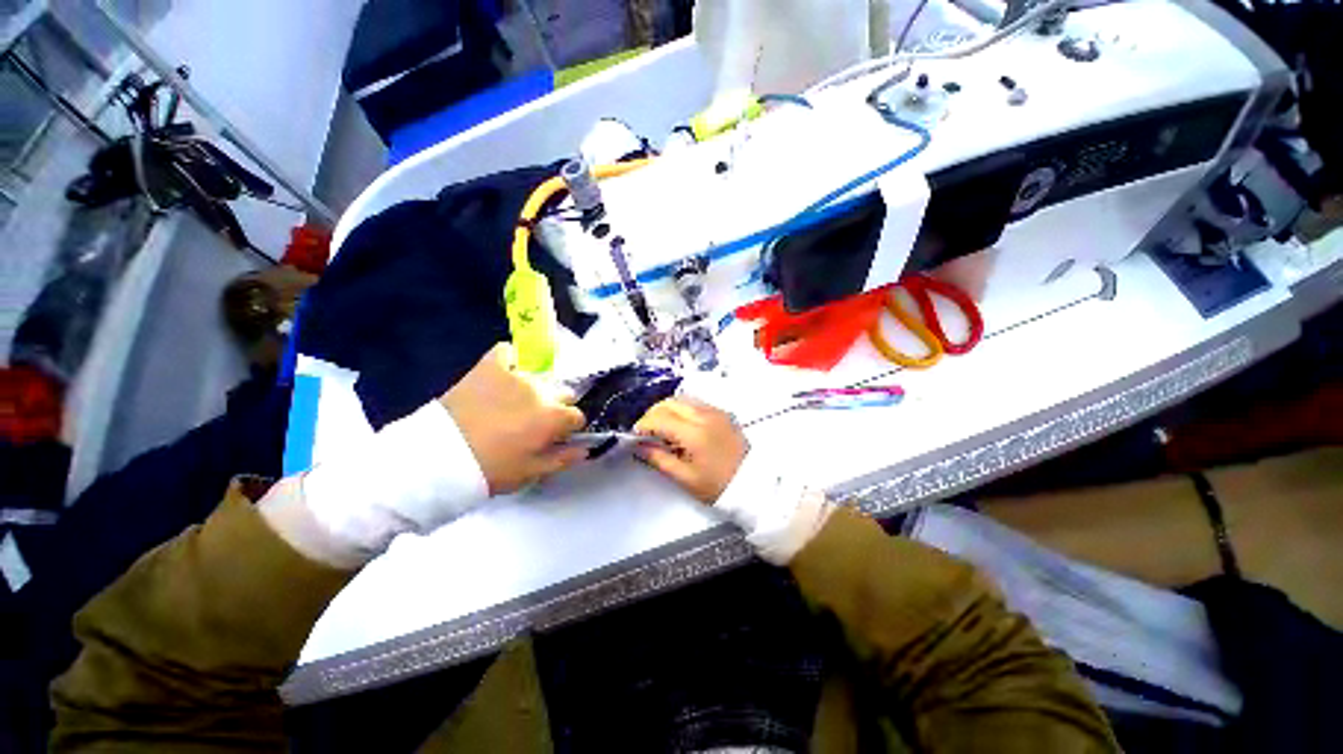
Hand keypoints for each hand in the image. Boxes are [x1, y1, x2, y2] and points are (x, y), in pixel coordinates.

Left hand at [440, 343, 586, 494]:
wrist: (438, 458)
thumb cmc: (490, 470)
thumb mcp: (531, 472)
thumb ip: (563, 458)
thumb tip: (585, 448)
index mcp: (554, 418)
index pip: (576, 416)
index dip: (567, 428)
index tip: (554, 436)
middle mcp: (542, 392)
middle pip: (562, 393)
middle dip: (554, 406)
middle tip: (532, 422)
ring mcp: (516, 376)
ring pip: (539, 376)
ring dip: (534, 388)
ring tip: (513, 402)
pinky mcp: (489, 367)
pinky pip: (506, 351)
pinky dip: (510, 360)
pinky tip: (505, 372)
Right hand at [634, 398, 747, 503]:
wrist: (753, 483)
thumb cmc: (718, 485)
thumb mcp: (685, 478)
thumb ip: (660, 459)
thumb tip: (640, 447)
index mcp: (694, 433)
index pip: (660, 418)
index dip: (643, 425)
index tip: (635, 437)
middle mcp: (704, 415)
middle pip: (670, 402)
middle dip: (653, 414)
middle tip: (647, 432)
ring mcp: (715, 411)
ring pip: (683, 399)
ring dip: (667, 409)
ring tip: (662, 428)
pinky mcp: (722, 413)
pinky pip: (696, 403)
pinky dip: (682, 409)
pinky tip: (681, 426)